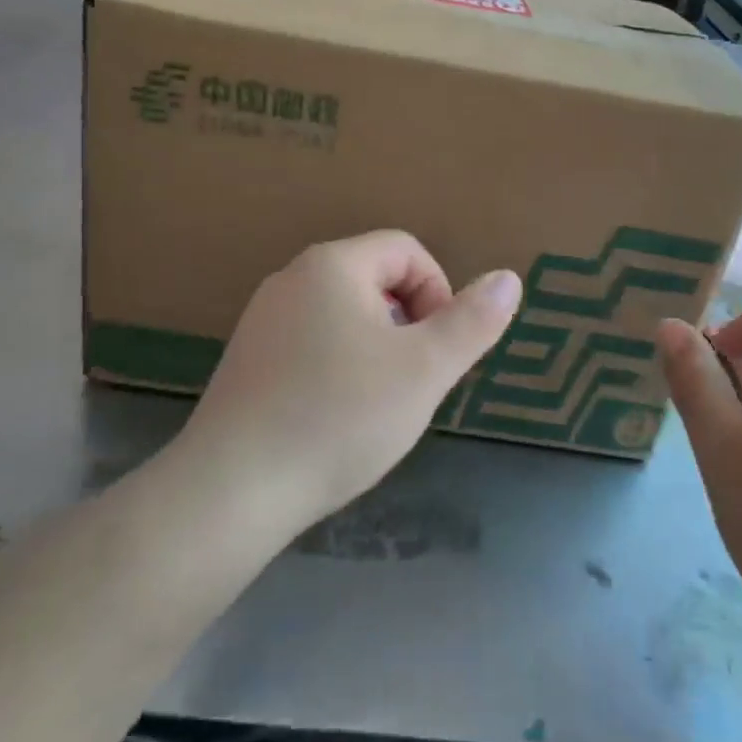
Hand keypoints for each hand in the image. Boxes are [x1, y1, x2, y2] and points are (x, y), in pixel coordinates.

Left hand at [179, 232, 520, 541]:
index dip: (438, 292)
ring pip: (344, 315)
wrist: (232, 491)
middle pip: (375, 280)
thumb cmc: (340, 417)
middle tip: (414, 383)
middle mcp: (292, 279)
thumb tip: (509, 278)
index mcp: (333, 265)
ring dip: (377, 349)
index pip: (406, 250)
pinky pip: (311, 344)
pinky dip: (339, 368)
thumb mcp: (425, 370)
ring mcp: (263, 320)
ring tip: (378, 405)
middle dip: (408, 324)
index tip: (439, 350)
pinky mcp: (247, 360)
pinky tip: (335, 419)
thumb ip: (472, 321)